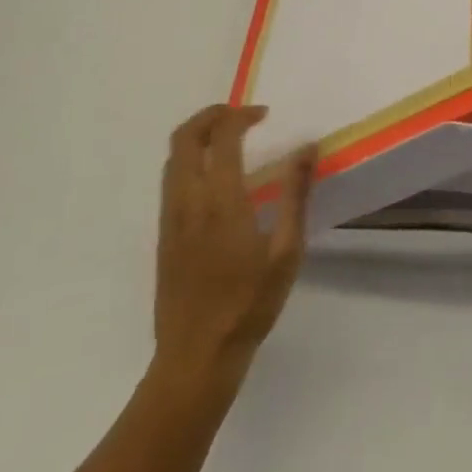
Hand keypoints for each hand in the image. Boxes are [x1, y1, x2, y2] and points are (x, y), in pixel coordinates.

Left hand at [153, 105, 314, 385]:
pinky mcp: (163, 234)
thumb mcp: (286, 252)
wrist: (196, 357)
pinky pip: (171, 179)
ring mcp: (170, 217)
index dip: (242, 115)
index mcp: (220, 201)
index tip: (264, 114)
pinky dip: (190, 159)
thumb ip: (296, 194)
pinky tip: (215, 177)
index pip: (223, 136)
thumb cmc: (248, 305)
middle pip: (185, 137)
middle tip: (241, 115)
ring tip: (229, 138)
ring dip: (198, 135)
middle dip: (211, 115)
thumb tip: (307, 147)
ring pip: (173, 157)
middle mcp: (188, 200)